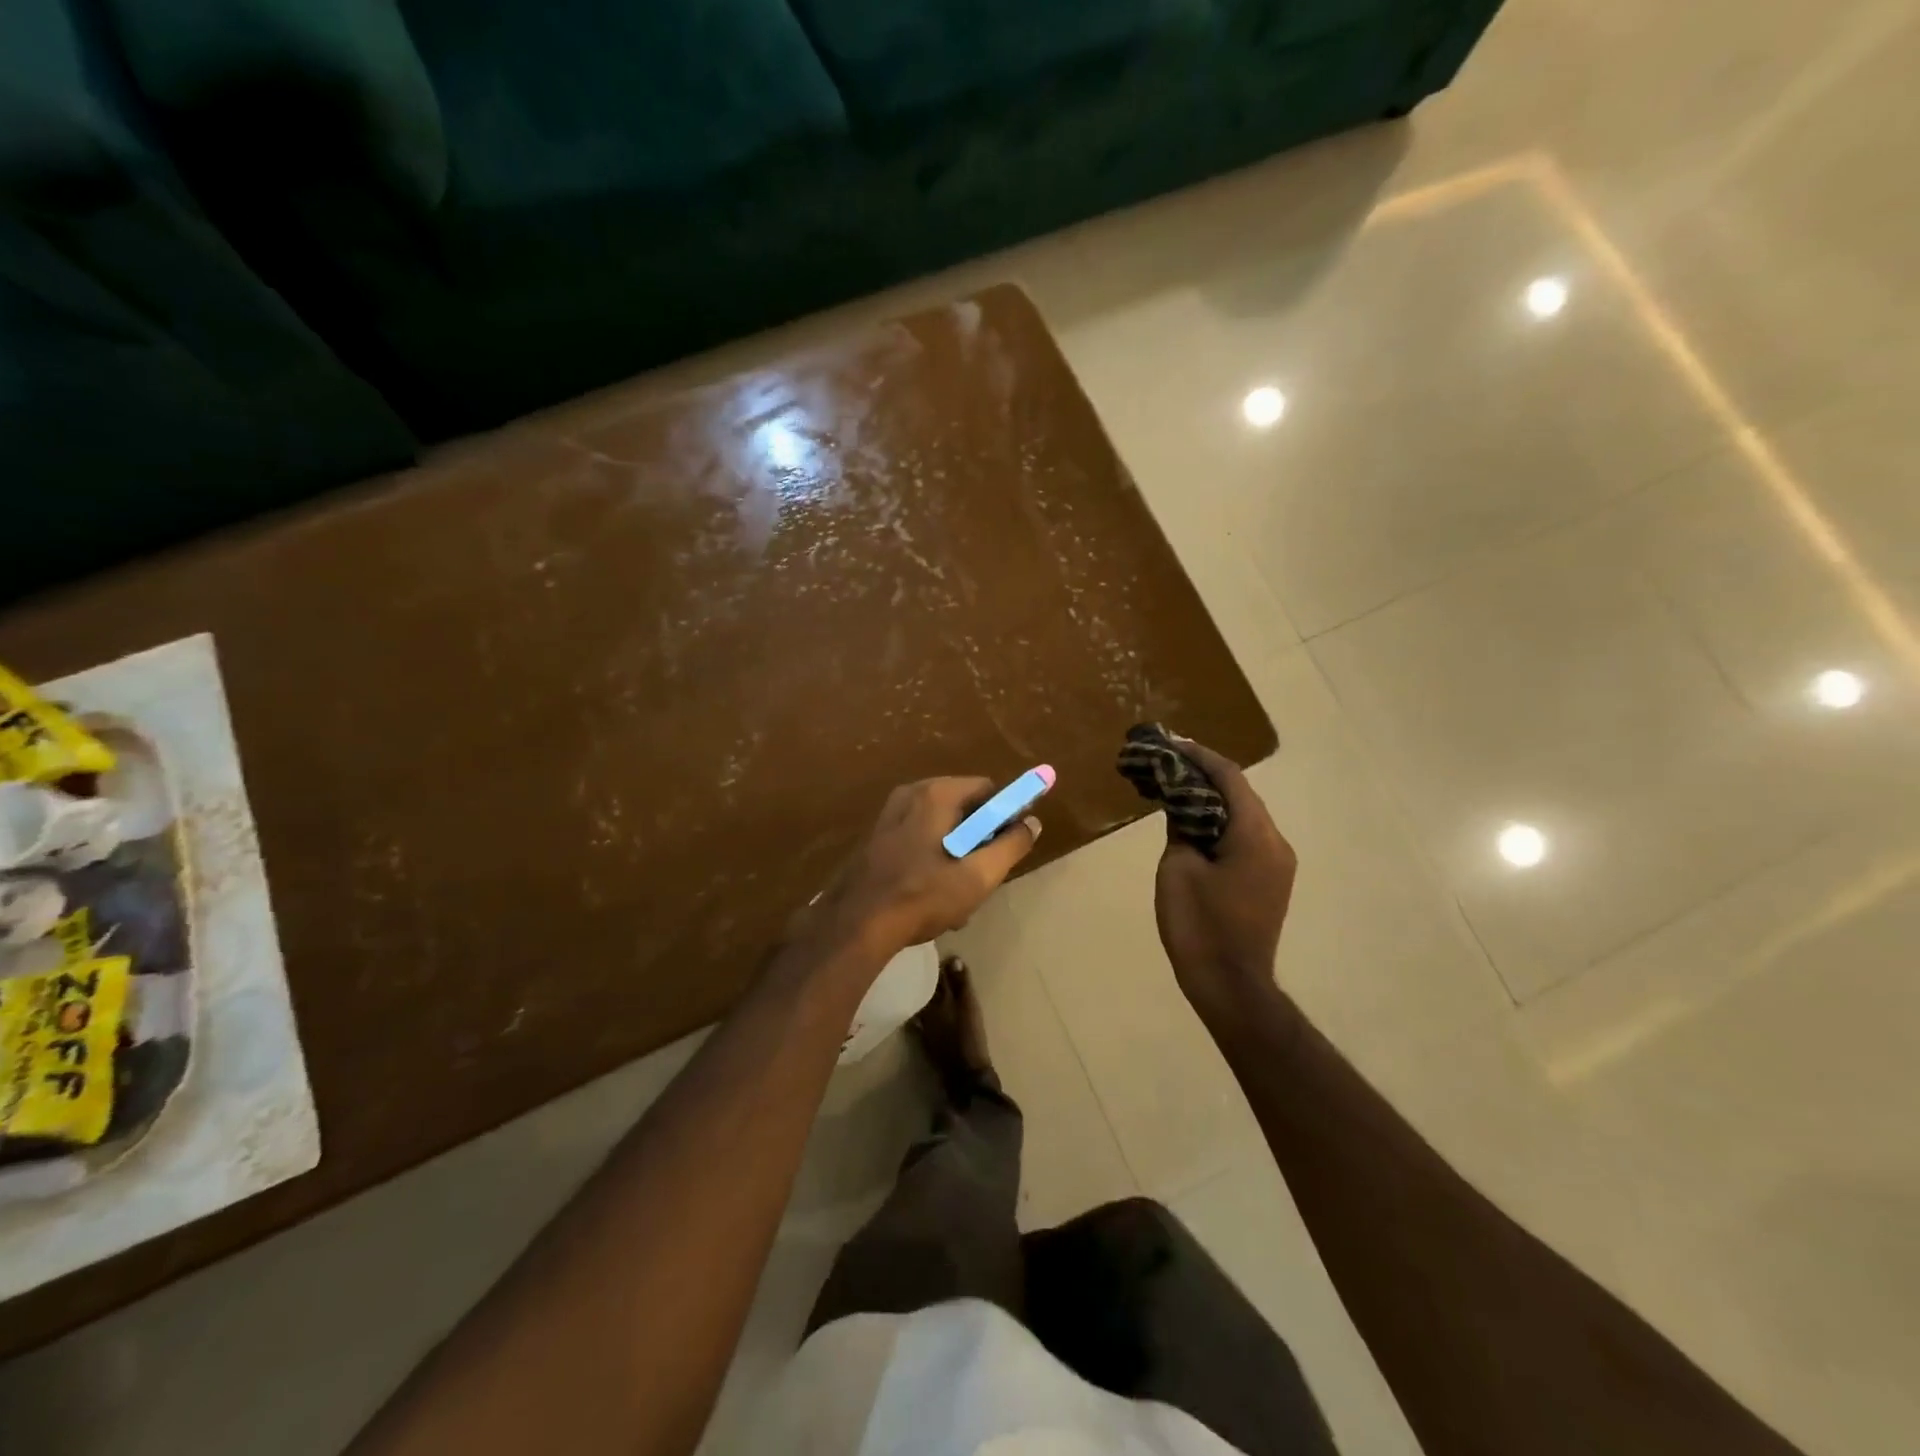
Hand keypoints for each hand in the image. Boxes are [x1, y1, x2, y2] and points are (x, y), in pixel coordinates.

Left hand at [810, 778, 1040, 957]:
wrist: (855, 924)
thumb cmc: (922, 895)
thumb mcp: (978, 875)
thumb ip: (1011, 846)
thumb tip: (1032, 823)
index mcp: (936, 793)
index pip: (988, 790)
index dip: (1006, 815)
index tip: (1009, 846)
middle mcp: (911, 794)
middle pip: (964, 809)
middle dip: (979, 842)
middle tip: (983, 876)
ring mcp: (890, 816)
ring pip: (941, 829)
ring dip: (957, 857)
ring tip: (958, 897)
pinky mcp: (877, 838)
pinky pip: (919, 840)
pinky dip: (933, 861)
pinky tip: (932, 898)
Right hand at [1153, 740, 1297, 1020]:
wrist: (1231, 986)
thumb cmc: (1200, 926)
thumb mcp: (1178, 868)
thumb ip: (1182, 826)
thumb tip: (1182, 804)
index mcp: (1255, 835)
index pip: (1229, 778)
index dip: (1198, 756)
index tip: (1170, 741)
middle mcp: (1275, 841)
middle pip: (1240, 793)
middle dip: (1203, 774)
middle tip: (1167, 762)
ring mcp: (1278, 863)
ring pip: (1244, 814)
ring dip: (1211, 798)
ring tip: (1174, 785)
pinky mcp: (1271, 880)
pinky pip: (1246, 836)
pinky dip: (1219, 821)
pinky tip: (1193, 820)